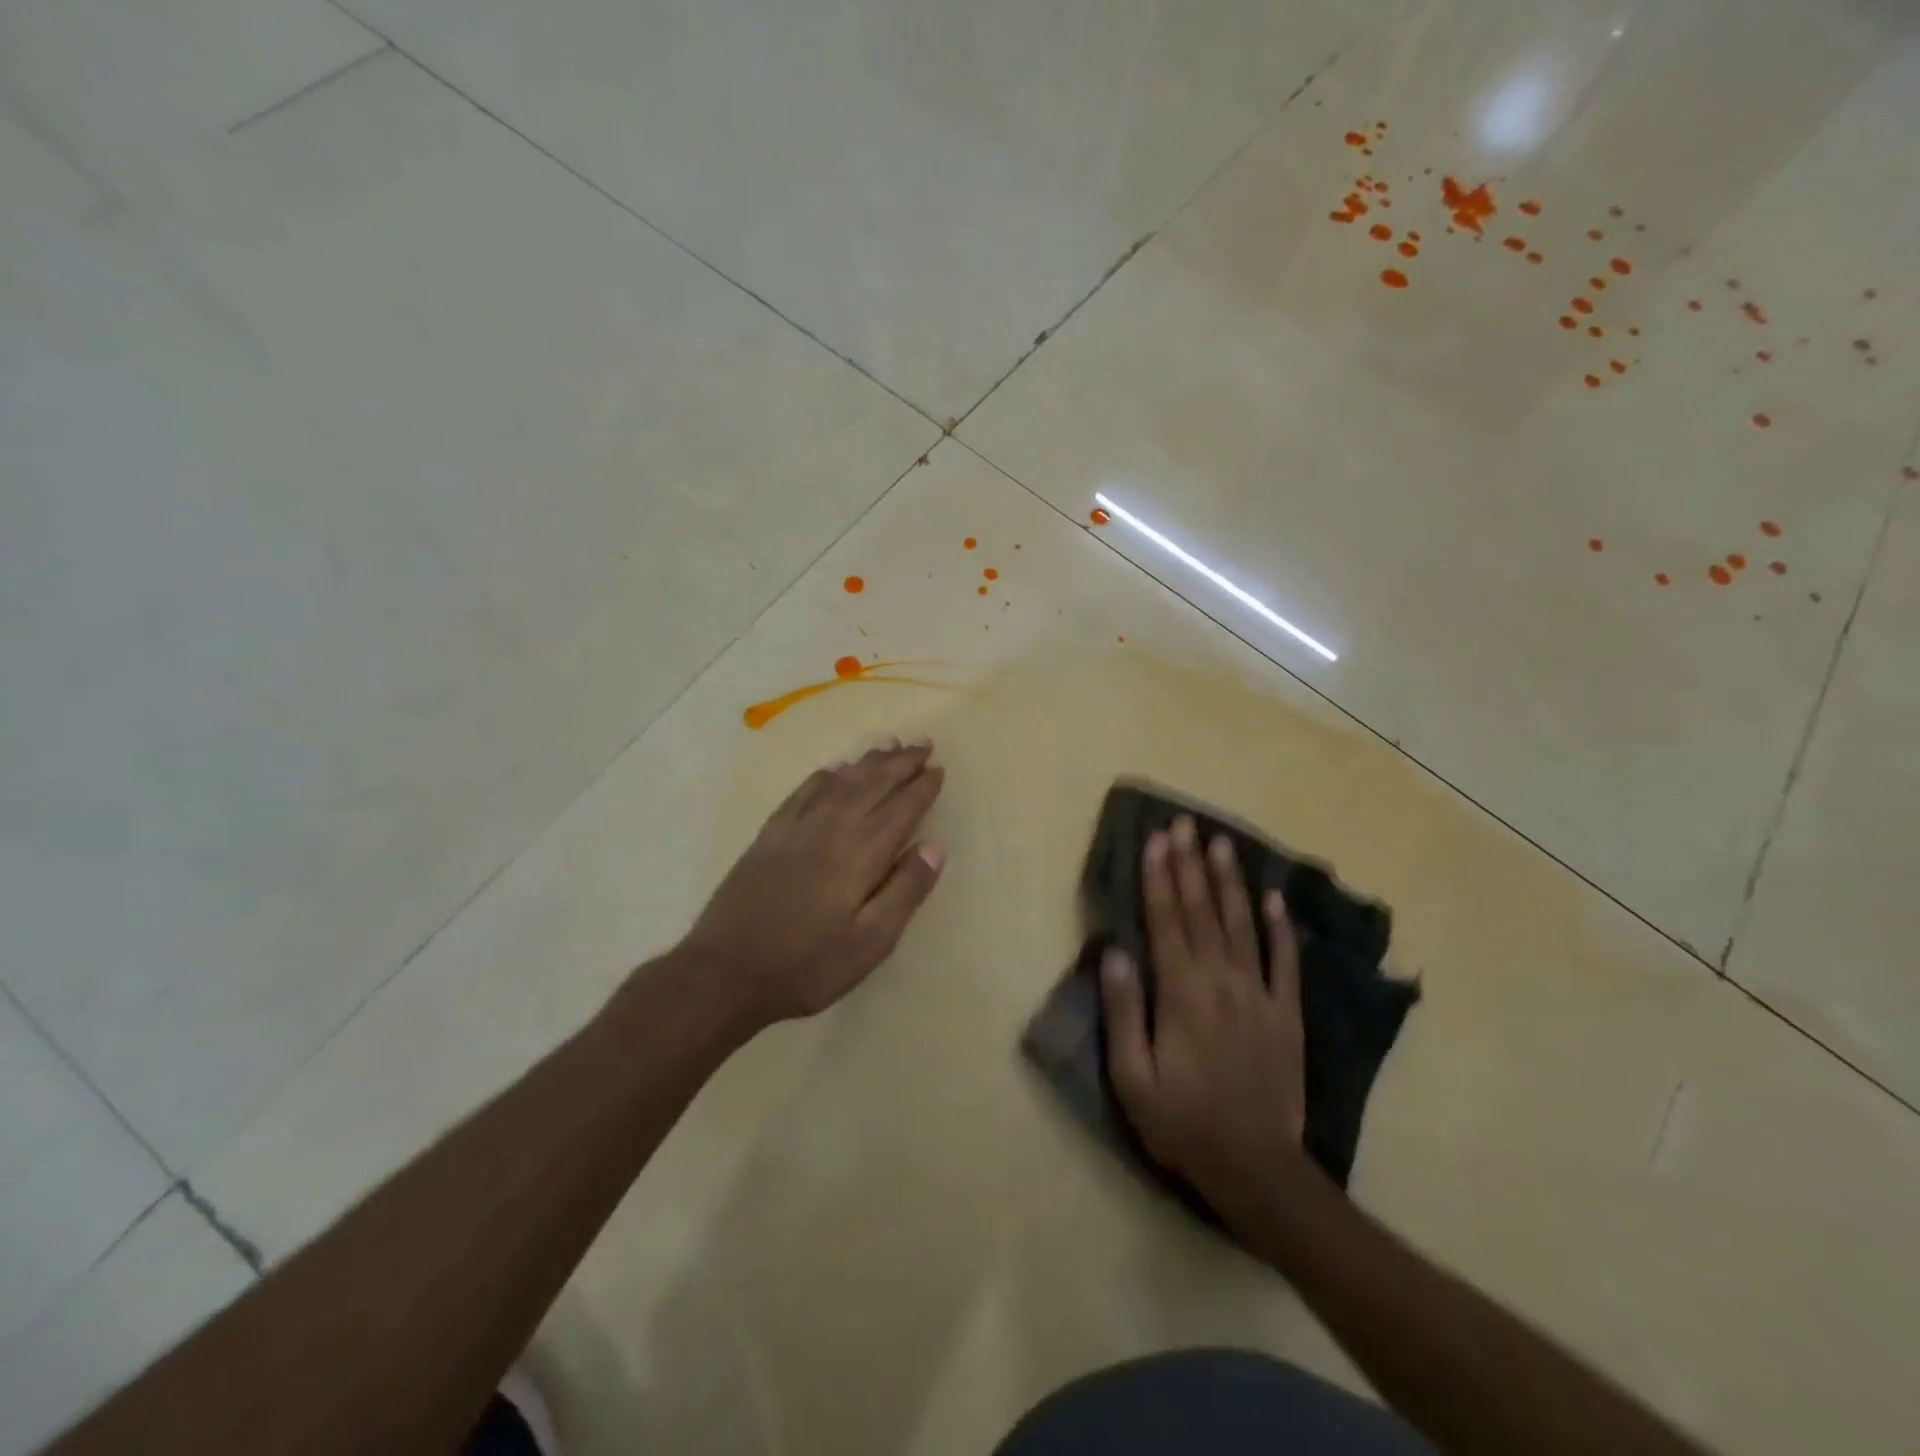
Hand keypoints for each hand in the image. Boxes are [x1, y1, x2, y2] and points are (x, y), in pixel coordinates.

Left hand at [682, 737, 945, 1029]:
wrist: (725, 972)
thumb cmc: (807, 965)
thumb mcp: (870, 943)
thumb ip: (905, 891)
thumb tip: (934, 846)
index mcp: (861, 853)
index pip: (901, 808)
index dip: (922, 787)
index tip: (939, 767)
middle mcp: (831, 827)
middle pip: (872, 784)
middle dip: (900, 763)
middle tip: (922, 743)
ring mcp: (796, 828)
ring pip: (839, 781)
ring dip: (867, 761)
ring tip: (888, 743)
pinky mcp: (769, 835)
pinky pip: (803, 792)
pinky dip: (824, 775)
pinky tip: (833, 768)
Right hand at [1100, 815, 1308, 1217]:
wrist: (1256, 1169)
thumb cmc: (1183, 1123)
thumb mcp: (1133, 1077)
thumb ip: (1123, 1011)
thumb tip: (1114, 951)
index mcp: (1181, 993)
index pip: (1166, 921)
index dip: (1159, 877)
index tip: (1156, 839)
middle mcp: (1221, 982)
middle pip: (1202, 912)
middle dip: (1190, 864)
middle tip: (1185, 824)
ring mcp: (1259, 995)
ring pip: (1242, 925)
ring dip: (1230, 882)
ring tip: (1222, 844)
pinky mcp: (1287, 1014)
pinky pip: (1285, 961)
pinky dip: (1280, 927)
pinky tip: (1274, 898)